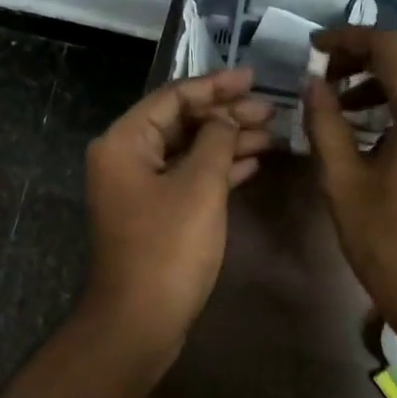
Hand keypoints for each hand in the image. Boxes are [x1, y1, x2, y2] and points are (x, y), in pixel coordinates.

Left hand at [82, 67, 273, 356]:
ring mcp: (139, 188)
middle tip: (270, 110)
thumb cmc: (168, 248)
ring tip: (272, 135)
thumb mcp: (199, 186)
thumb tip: (226, 118)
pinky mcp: (155, 214)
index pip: (172, 97)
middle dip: (226, 115)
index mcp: (124, 142)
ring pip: (188, 152)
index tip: (253, 78)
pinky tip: (252, 164)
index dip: (215, 85)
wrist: (140, 319)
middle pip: (180, 122)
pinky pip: (188, 179)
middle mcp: (125, 158)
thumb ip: (216, 140)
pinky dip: (218, 170)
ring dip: (227, 142)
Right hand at [304, 28, 396, 332]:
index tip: (313, 49)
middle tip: (325, 76)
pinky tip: (381, 128)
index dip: (348, 40)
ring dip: (389, 79)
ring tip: (345, 104)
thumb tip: (312, 84)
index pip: (392, 47)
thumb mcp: (343, 184)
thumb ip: (325, 124)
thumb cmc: (392, 247)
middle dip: (368, 57)